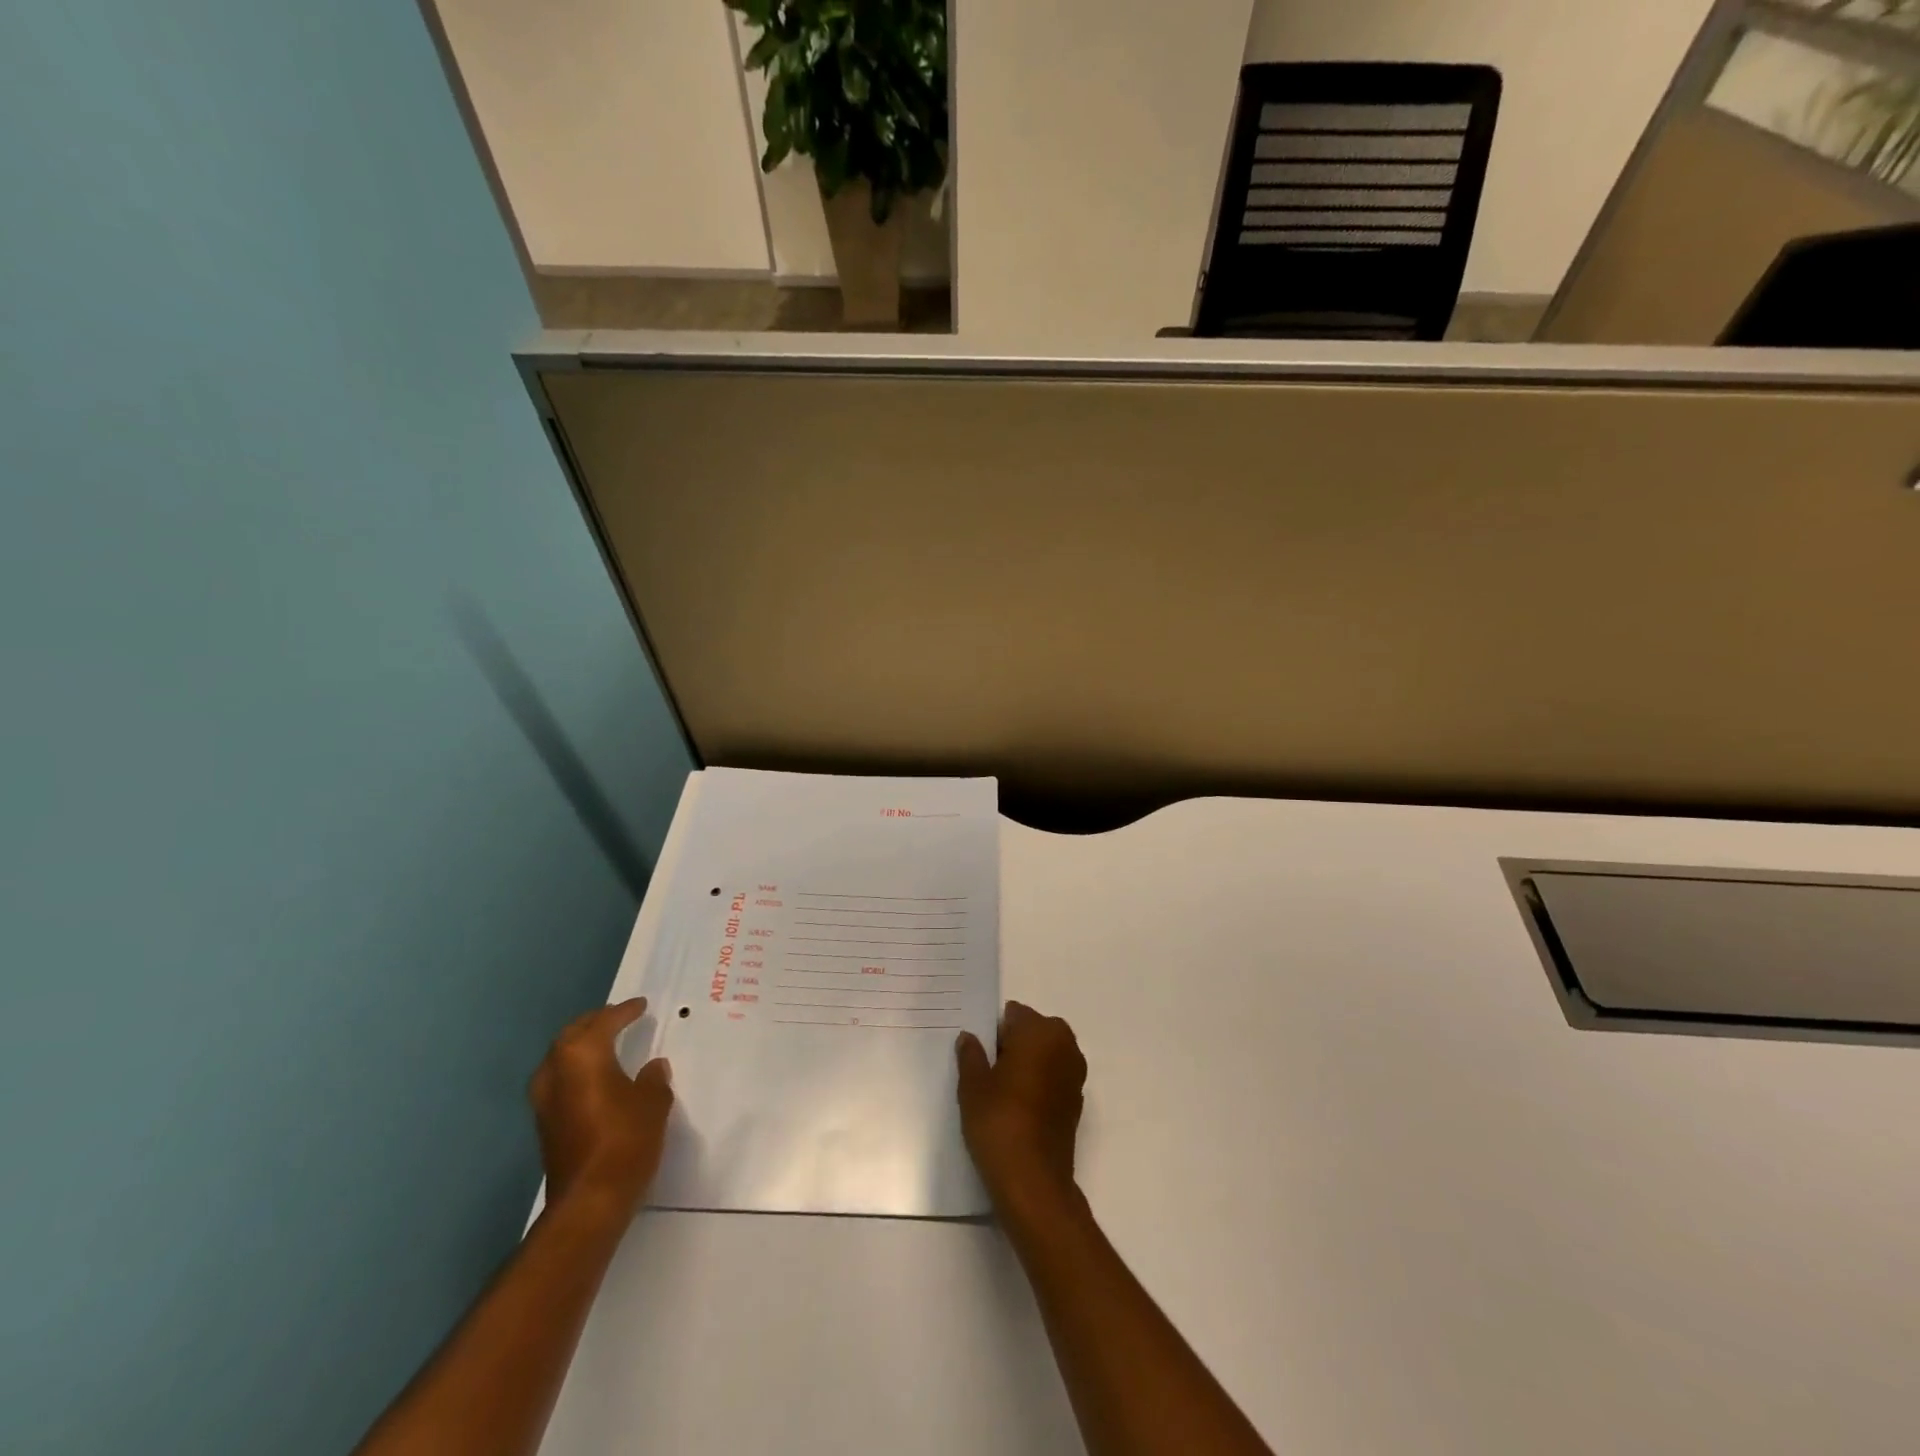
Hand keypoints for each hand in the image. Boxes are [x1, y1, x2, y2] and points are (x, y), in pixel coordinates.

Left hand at [528, 998, 673, 1214]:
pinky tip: (596, 1078)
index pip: (605, 1022)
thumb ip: (653, 1078)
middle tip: (618, 1018)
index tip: (641, 1005)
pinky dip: (576, 1071)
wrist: (589, 1200)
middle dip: (595, 1023)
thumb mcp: (654, 1102)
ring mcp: (544, 1100)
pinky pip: (560, 1081)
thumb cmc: (625, 1139)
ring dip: (581, 1047)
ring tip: (605, 1044)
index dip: (625, 1011)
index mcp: (582, 1055)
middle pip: (573, 1035)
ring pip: (561, 1058)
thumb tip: (652, 1067)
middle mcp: (556, 1070)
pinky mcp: (544, 1124)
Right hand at [956, 1001, 1087, 1215]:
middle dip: (1013, 1044)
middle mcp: (1065, 1045)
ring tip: (1000, 1090)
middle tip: (987, 1069)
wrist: (1033, 1181)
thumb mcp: (973, 1085)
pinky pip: (1054, 1077)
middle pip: (1033, 1031)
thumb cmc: (999, 1121)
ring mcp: (1075, 1074)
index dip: (994, 1031)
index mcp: (1040, 1031)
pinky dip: (1039, 1083)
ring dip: (1028, 1063)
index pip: (1014, 1014)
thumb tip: (969, 1037)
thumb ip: (971, 1055)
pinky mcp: (1077, 1101)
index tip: (979, 1050)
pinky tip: (1018, 1106)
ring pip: (1045, 1054)